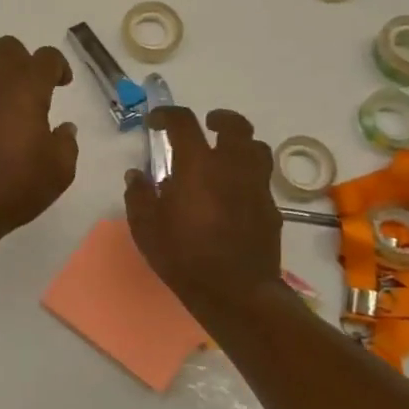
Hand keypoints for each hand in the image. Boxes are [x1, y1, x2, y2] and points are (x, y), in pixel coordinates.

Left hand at [0, 36, 78, 249]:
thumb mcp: (59, 170)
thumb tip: (64, 128)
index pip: (45, 57)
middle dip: (23, 60)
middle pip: (7, 48)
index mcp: (26, 88)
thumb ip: (66, 143)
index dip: (58, 65)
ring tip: (6, 106)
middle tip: (33, 89)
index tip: (63, 84)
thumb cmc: (16, 184)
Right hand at [124, 107, 281, 315]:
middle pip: (235, 125)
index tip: (155, 122)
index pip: (183, 122)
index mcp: (198, 164)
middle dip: (220, 119)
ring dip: (240, 144)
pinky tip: (234, 194)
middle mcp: (231, 166)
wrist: (236, 293)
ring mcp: (256, 186)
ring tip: (225, 156)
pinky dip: (248, 176)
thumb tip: (136, 174)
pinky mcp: (271, 209)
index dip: (167, 115)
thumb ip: (139, 195)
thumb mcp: (146, 227)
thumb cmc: (184, 256)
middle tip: (207, 125)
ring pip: (256, 148)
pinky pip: (261, 180)